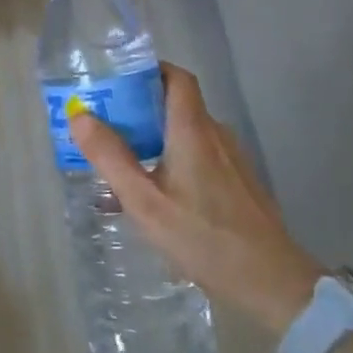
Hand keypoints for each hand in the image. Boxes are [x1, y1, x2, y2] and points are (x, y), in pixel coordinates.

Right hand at [70, 63, 322, 335]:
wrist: (272, 282)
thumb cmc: (203, 237)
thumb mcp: (145, 202)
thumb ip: (111, 157)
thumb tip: (79, 115)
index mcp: (192, 130)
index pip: (176, 77)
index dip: (148, 70)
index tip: (117, 80)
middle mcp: (215, 135)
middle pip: (176, 104)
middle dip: (139, 109)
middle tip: (105, 125)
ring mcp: (231, 160)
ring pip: (186, 134)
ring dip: (154, 139)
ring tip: (122, 163)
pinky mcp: (238, 183)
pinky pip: (199, 157)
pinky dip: (172, 161)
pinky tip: (154, 195)